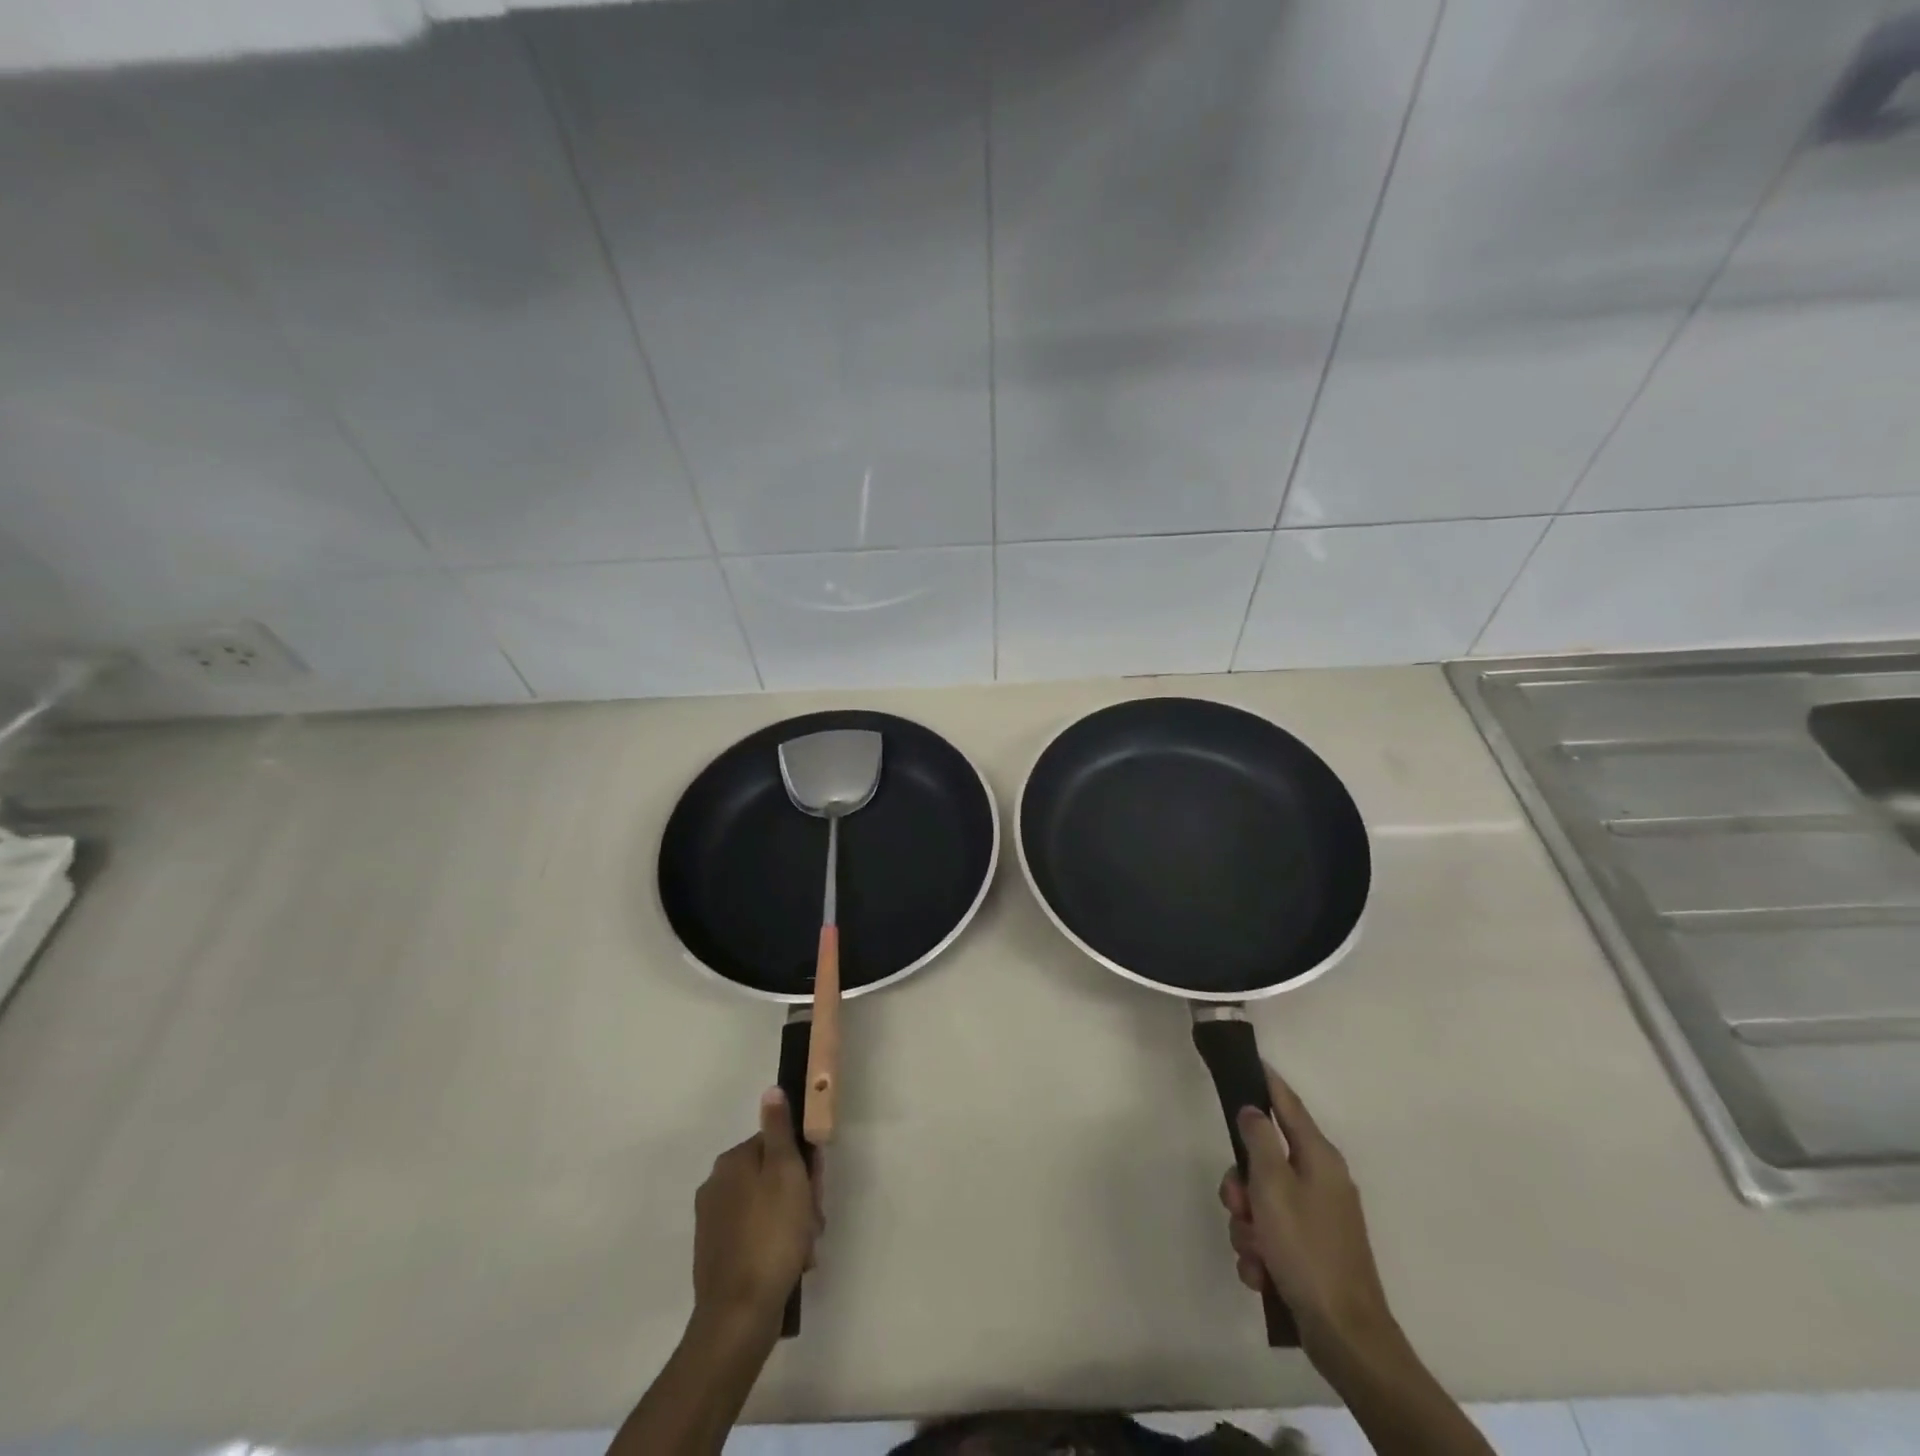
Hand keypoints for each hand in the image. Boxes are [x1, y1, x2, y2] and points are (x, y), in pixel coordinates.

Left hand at [692, 1089, 822, 1327]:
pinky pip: (756, 1237)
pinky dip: (776, 1245)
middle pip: (771, 1175)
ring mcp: (714, 1225)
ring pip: (767, 1208)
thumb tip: (771, 1090)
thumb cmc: (771, 1235)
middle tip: (814, 1219)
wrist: (739, 1316)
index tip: (816, 1185)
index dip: (802, 1162)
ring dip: (792, 1223)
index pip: (775, 1143)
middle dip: (799, 1195)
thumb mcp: (785, 1171)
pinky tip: (792, 1264)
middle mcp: (716, 1187)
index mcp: (731, 1163)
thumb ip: (779, 1129)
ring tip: (806, 1248)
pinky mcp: (717, 1257)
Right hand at [1219, 1063, 1396, 1357]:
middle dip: (1242, 1183)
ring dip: (1247, 1224)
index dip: (1265, 1081)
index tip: (1247, 1059)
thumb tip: (1252, 1110)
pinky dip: (1261, 1251)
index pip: (1287, 1103)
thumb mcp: (1273, 1185)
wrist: (1346, 1336)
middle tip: (1237, 1205)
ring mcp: (1318, 1218)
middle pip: (1265, 1159)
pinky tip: (1262, 1272)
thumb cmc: (1306, 1249)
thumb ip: (1259, 1139)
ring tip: (1254, 1251)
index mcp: (1318, 1157)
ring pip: (1262, 1201)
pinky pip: (1272, 1235)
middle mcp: (1321, 1180)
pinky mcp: (1312, 1252)